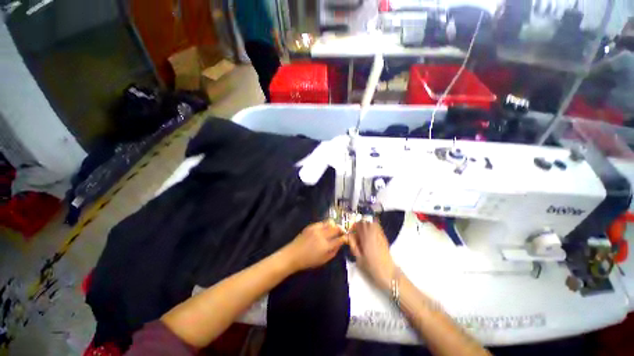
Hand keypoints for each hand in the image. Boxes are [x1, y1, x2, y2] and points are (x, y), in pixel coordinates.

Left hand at [283, 220, 345, 271]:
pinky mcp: (311, 226)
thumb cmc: (308, 261)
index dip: (345, 237)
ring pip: (330, 223)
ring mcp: (316, 229)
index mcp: (326, 246)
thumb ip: (334, 252)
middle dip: (341, 229)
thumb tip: (340, 244)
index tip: (346, 237)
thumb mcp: (323, 260)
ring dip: (334, 225)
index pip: (340, 239)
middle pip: (336, 228)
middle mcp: (322, 235)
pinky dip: (326, 225)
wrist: (293, 255)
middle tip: (342, 232)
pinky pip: (322, 222)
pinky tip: (325, 228)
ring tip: (334, 229)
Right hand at [348, 221, 395, 290]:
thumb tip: (348, 235)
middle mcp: (373, 233)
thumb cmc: (371, 267)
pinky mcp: (384, 237)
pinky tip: (370, 233)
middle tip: (356, 230)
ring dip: (366, 223)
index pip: (358, 224)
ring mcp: (379, 234)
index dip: (353, 226)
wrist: (388, 273)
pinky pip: (378, 227)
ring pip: (372, 222)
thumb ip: (353, 245)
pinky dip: (373, 226)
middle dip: (360, 223)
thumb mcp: (358, 258)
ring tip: (363, 231)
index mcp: (365, 237)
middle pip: (366, 221)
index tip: (351, 231)